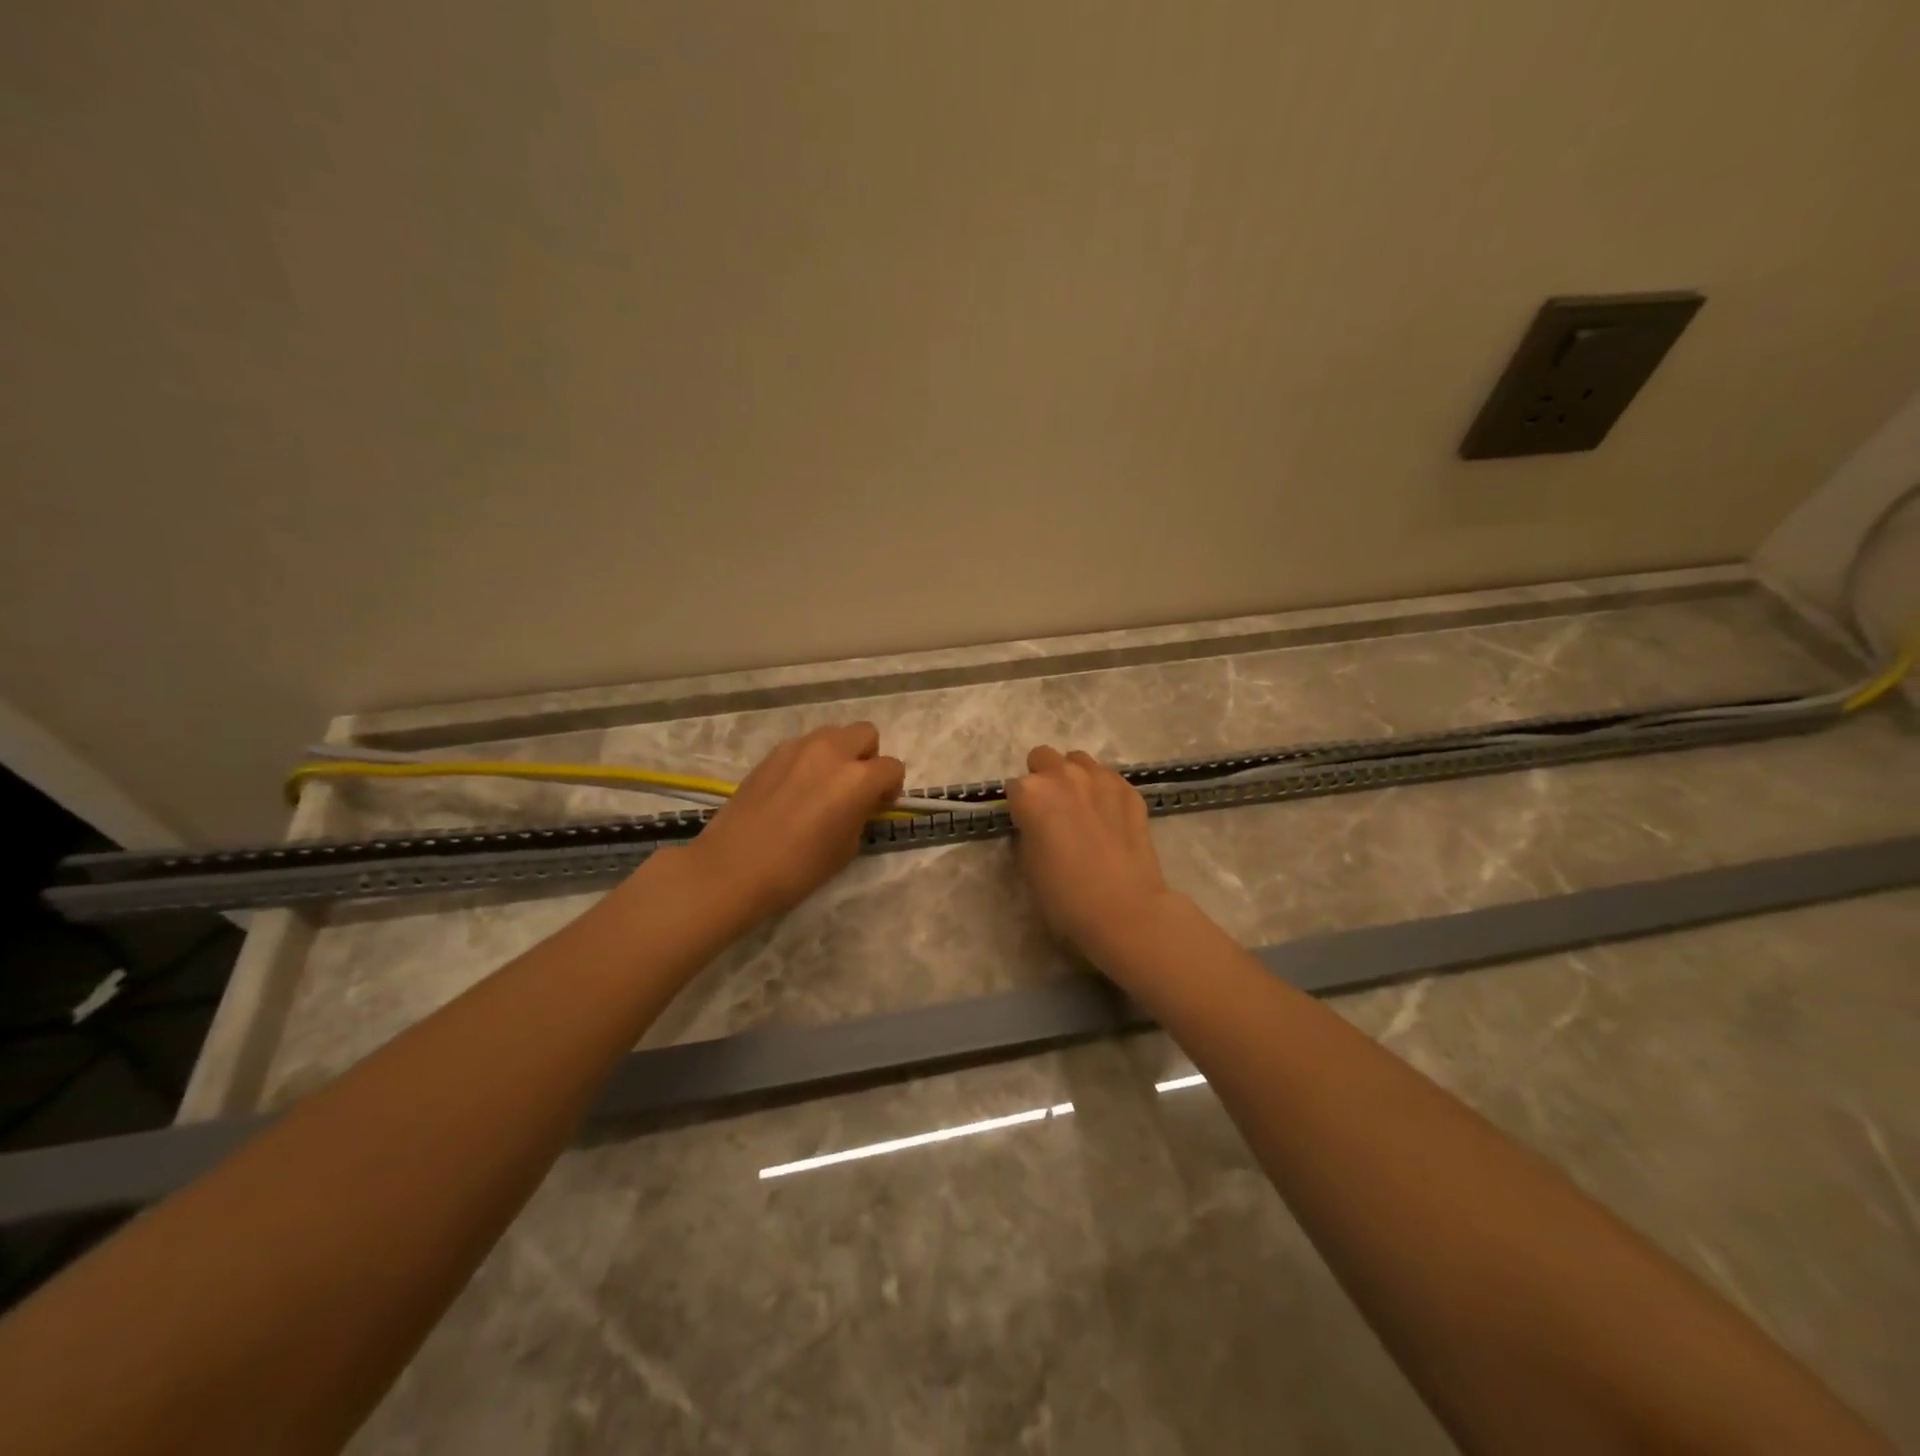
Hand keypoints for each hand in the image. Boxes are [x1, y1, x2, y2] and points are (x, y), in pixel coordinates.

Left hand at [687, 722, 904, 925]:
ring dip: (839, 754)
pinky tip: (795, 790)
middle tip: (856, 789)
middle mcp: (832, 752)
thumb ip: (860, 816)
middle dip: (868, 758)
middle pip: (866, 734)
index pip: (892, 768)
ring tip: (824, 786)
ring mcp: (798, 748)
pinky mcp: (772, 754)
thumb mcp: (846, 849)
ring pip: (833, 734)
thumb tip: (860, 804)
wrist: (732, 868)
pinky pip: (804, 746)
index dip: (890, 788)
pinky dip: (810, 760)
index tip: (878, 806)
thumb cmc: (797, 868)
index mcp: (858, 778)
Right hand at [1006, 745, 1178, 971]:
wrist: (1124, 910)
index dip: (1020, 807)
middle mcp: (1063, 775)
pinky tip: (1108, 817)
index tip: (1027, 824)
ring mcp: (1100, 778)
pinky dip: (1102, 790)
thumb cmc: (1064, 895)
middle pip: (1043, 758)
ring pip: (1077, 761)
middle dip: (1043, 778)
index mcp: (1031, 793)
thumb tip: (1036, 822)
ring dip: (1073, 777)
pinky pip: (1108, 778)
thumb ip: (1028, 829)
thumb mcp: (1027, 863)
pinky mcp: (1129, 790)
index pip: (1014, 787)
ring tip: (1081, 807)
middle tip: (1051, 810)